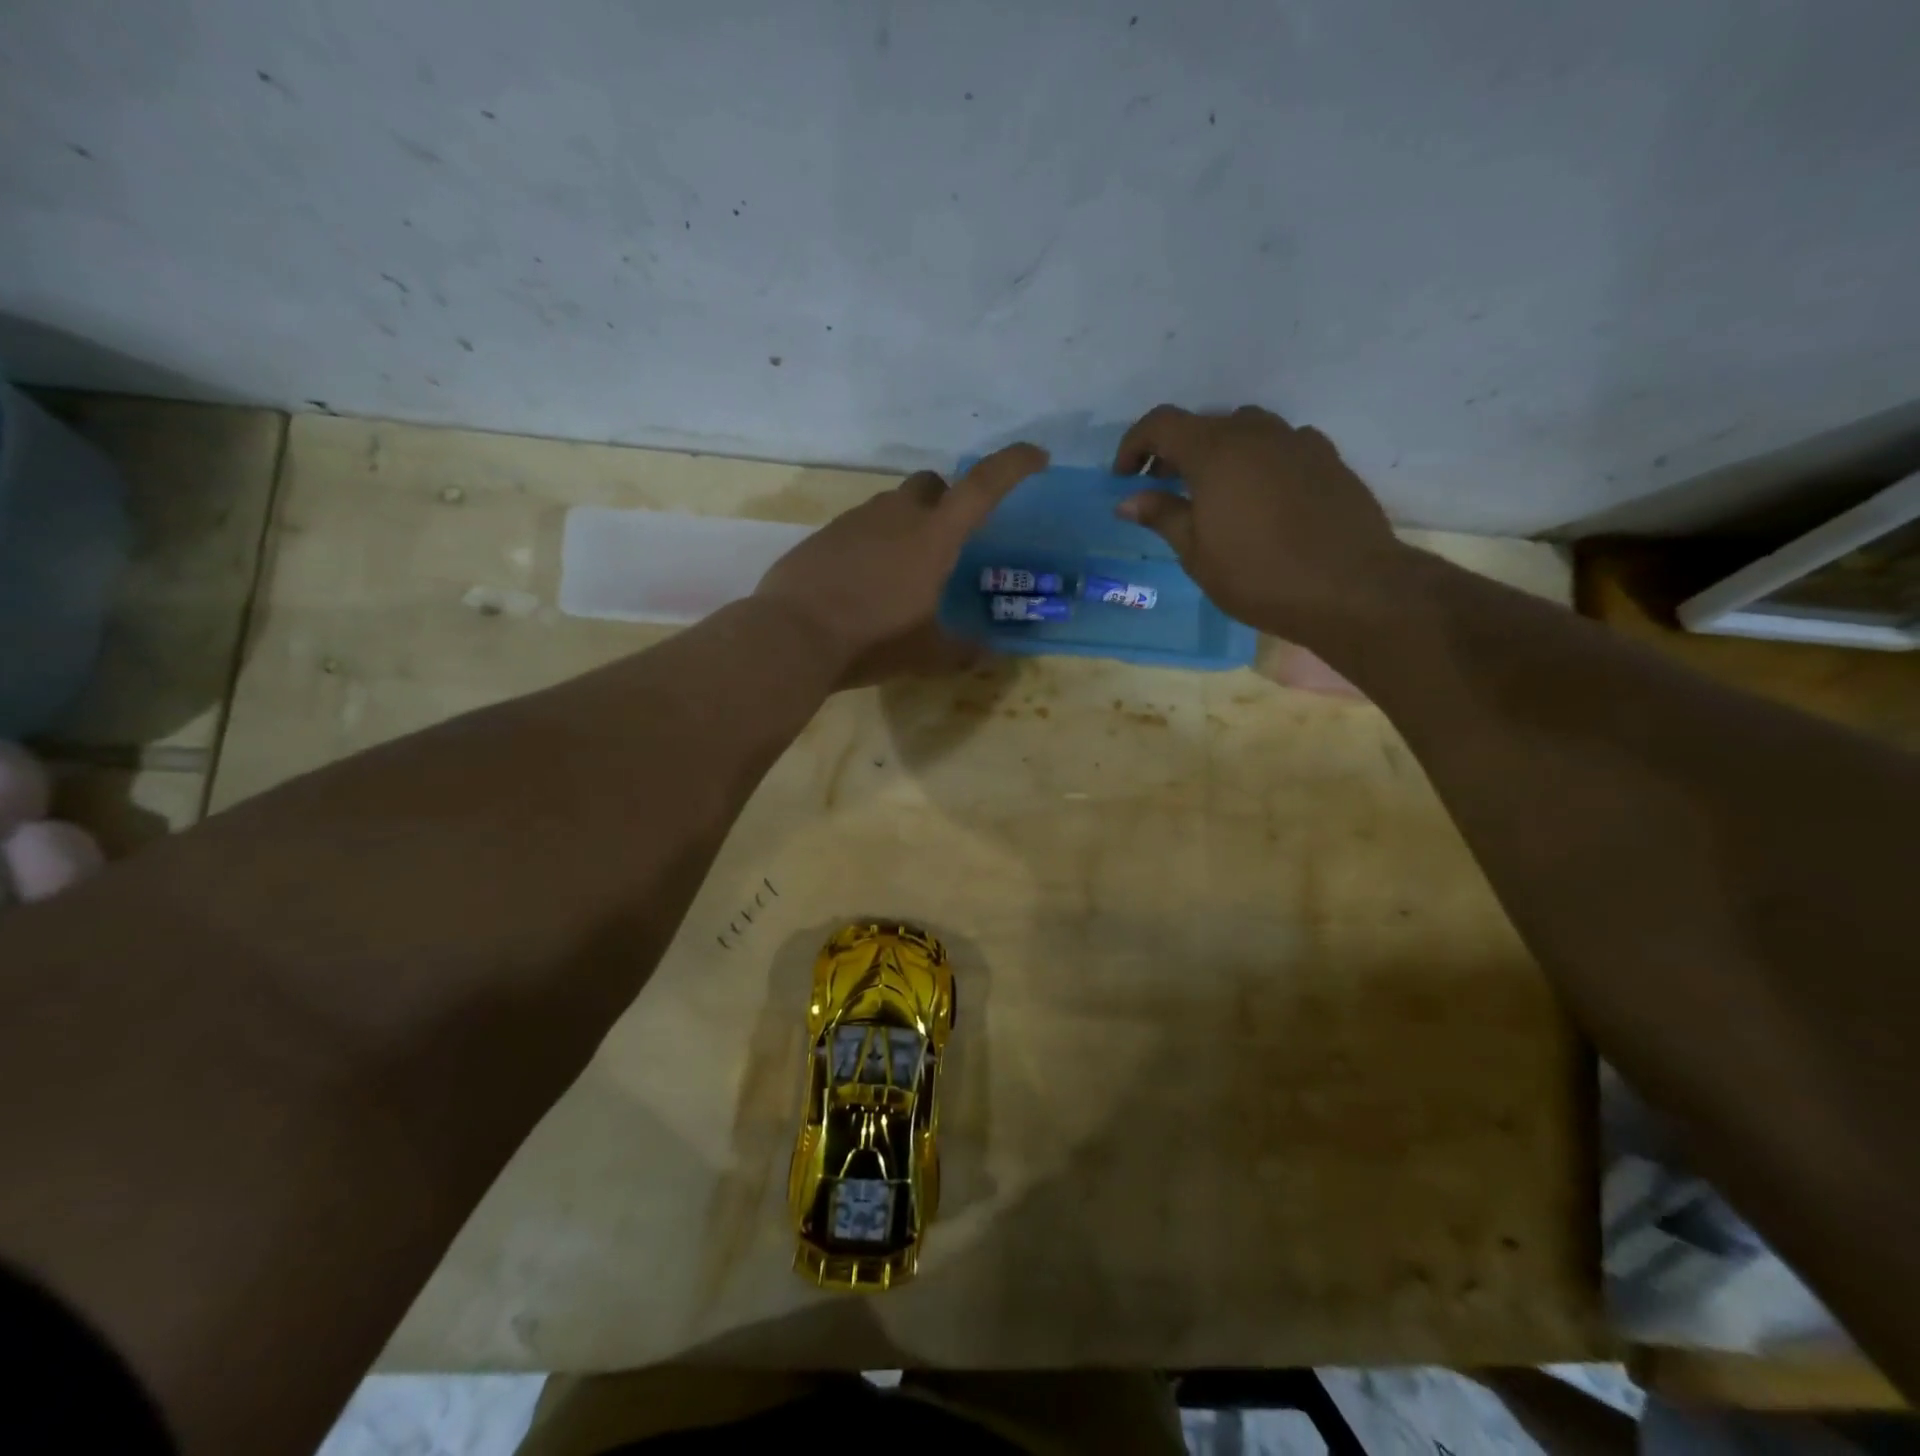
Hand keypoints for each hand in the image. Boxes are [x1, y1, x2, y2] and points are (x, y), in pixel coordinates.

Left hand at [755, 443, 1049, 685]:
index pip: (983, 486)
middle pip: (931, 484)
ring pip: (892, 505)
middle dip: (947, 499)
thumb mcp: (927, 654)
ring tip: (903, 571)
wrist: (791, 636)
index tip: (1037, 457)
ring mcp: (854, 521)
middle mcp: (896, 515)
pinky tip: (863, 582)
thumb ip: (963, 650)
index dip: (1014, 465)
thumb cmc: (871, 640)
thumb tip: (988, 654)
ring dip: (907, 524)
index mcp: (933, 536)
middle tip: (949, 539)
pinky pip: (859, 527)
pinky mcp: (823, 535)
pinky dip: (872, 544)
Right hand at [1113, 405, 1408, 644]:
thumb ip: (1162, 516)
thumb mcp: (1197, 553)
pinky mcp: (1327, 458)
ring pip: (1244, 430)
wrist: (1351, 587)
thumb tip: (1128, 500)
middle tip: (1161, 489)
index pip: (1161, 424)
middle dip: (1174, 451)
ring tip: (1211, 494)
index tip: (1124, 477)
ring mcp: (1297, 441)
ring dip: (1217, 453)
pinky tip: (1259, 499)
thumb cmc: (1259, 575)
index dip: (1134, 445)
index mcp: (1216, 451)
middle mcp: (1256, 432)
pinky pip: (1280, 446)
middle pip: (1203, 424)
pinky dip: (1257, 461)